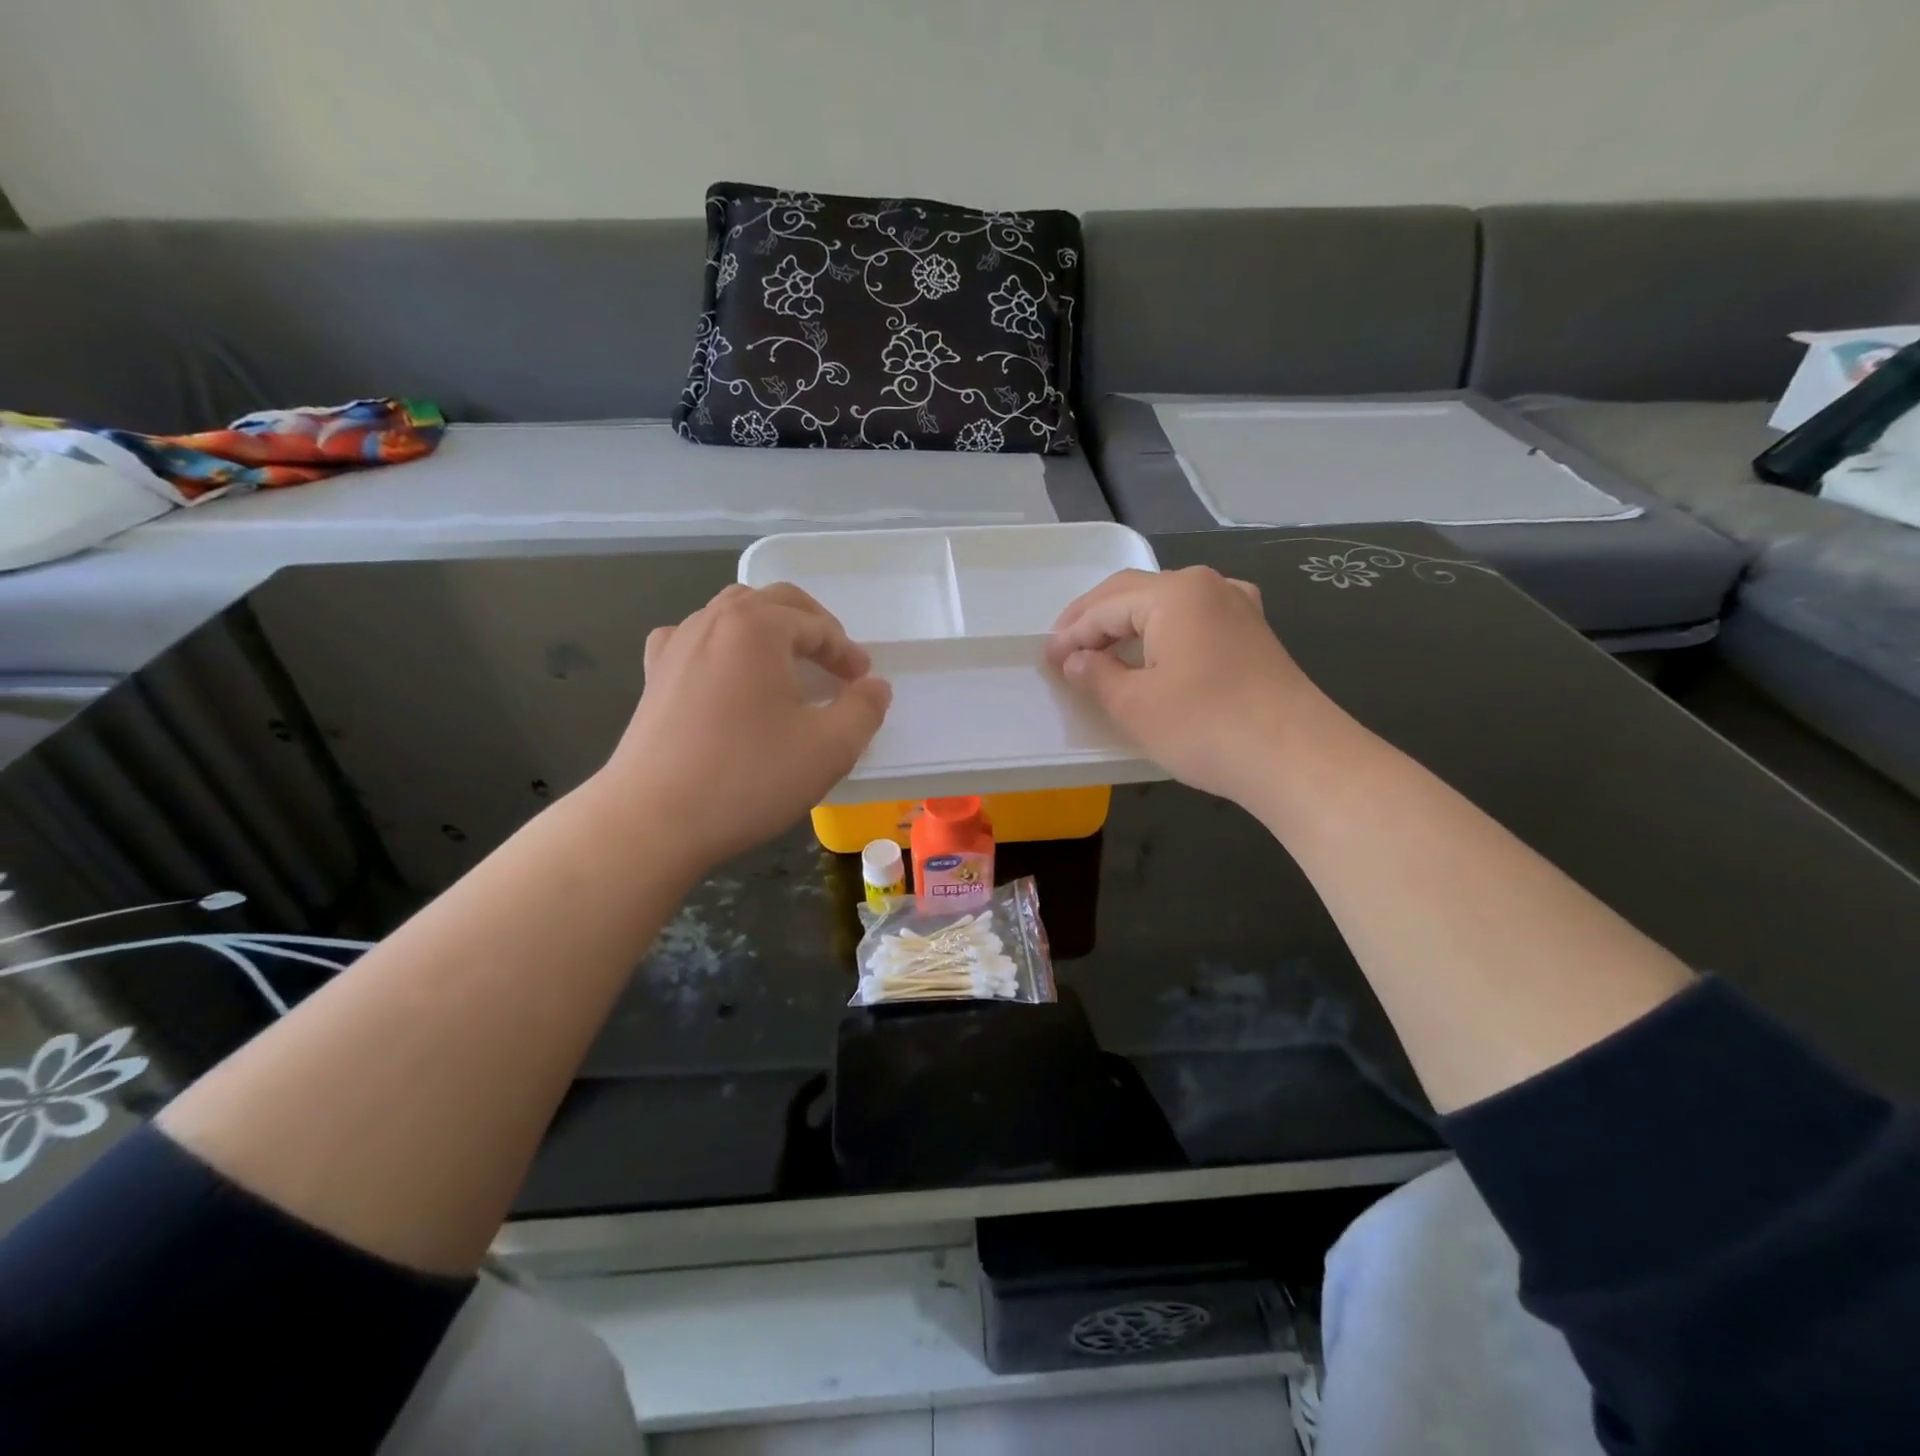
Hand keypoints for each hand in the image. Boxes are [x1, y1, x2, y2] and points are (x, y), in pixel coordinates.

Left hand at [597, 583, 891, 871]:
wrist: (652, 820)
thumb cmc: (748, 777)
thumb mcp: (829, 748)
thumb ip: (864, 709)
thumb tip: (874, 687)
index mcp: (757, 627)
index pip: (817, 625)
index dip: (847, 652)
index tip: (862, 683)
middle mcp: (713, 622)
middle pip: (774, 602)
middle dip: (812, 626)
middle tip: (835, 662)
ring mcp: (676, 646)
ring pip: (732, 614)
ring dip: (769, 630)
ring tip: (787, 665)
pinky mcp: (654, 676)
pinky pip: (695, 639)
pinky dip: (723, 645)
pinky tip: (727, 672)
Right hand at [1047, 566, 1349, 808]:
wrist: (1296, 758)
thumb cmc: (1205, 727)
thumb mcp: (1134, 706)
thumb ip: (1095, 675)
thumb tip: (1075, 660)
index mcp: (1175, 593)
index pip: (1106, 606)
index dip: (1072, 633)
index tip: (1047, 660)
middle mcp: (1208, 586)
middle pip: (1136, 594)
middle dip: (1095, 620)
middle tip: (1064, 648)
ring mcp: (1238, 607)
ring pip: (1166, 605)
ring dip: (1129, 625)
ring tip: (1101, 652)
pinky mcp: (1254, 634)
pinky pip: (1194, 620)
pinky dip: (1163, 634)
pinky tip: (1155, 653)